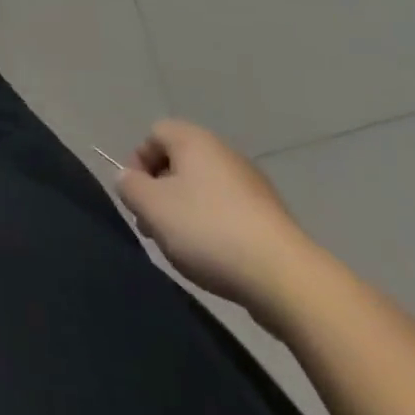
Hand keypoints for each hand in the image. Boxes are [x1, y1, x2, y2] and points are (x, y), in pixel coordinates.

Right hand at [115, 119, 318, 319]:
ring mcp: (252, 184)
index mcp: (193, 139)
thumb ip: (129, 186)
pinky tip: (218, 259)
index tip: (138, 199)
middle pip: (179, 162)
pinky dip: (217, 229)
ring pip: (204, 190)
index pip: (153, 134)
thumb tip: (128, 178)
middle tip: (156, 227)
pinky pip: (230, 213)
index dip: (138, 163)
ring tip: (186, 249)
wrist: (287, 279)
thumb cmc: (208, 231)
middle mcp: (223, 151)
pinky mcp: (272, 217)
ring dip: (188, 213)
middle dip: (162, 192)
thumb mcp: (151, 207)